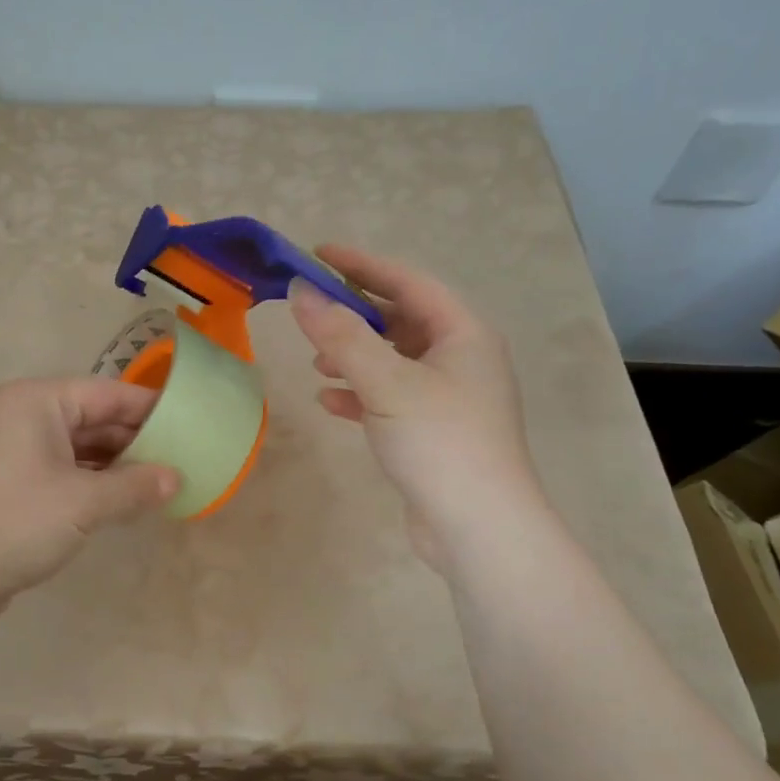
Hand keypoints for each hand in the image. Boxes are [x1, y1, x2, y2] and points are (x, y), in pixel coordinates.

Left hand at [0, 377, 178, 626]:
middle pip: (89, 418)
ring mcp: (7, 452)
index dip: (150, 409)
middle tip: (181, 460)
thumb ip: (135, 486)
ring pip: (75, 449)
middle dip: (134, 441)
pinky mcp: (3, 484)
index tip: (191, 424)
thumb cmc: (15, 522)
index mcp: (34, 401)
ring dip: (114, 466)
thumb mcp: (84, 503)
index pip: (106, 393)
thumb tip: (176, 479)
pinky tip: (120, 501)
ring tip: (158, 483)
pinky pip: (58, 472)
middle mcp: (18, 416)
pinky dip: (89, 483)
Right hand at [289, 245, 541, 567]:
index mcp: (463, 334)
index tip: (319, 254)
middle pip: (401, 321)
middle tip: (312, 313)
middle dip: (355, 317)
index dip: (363, 265)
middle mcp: (461, 359)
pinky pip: (391, 398)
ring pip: (394, 362)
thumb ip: (341, 336)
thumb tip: (301, 292)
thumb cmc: (440, 441)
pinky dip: (360, 395)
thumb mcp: (386, 383)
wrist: (478, 527)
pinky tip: (330, 403)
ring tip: (316, 363)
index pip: (409, 282)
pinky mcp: (433, 432)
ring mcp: (449, 398)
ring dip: (354, 358)